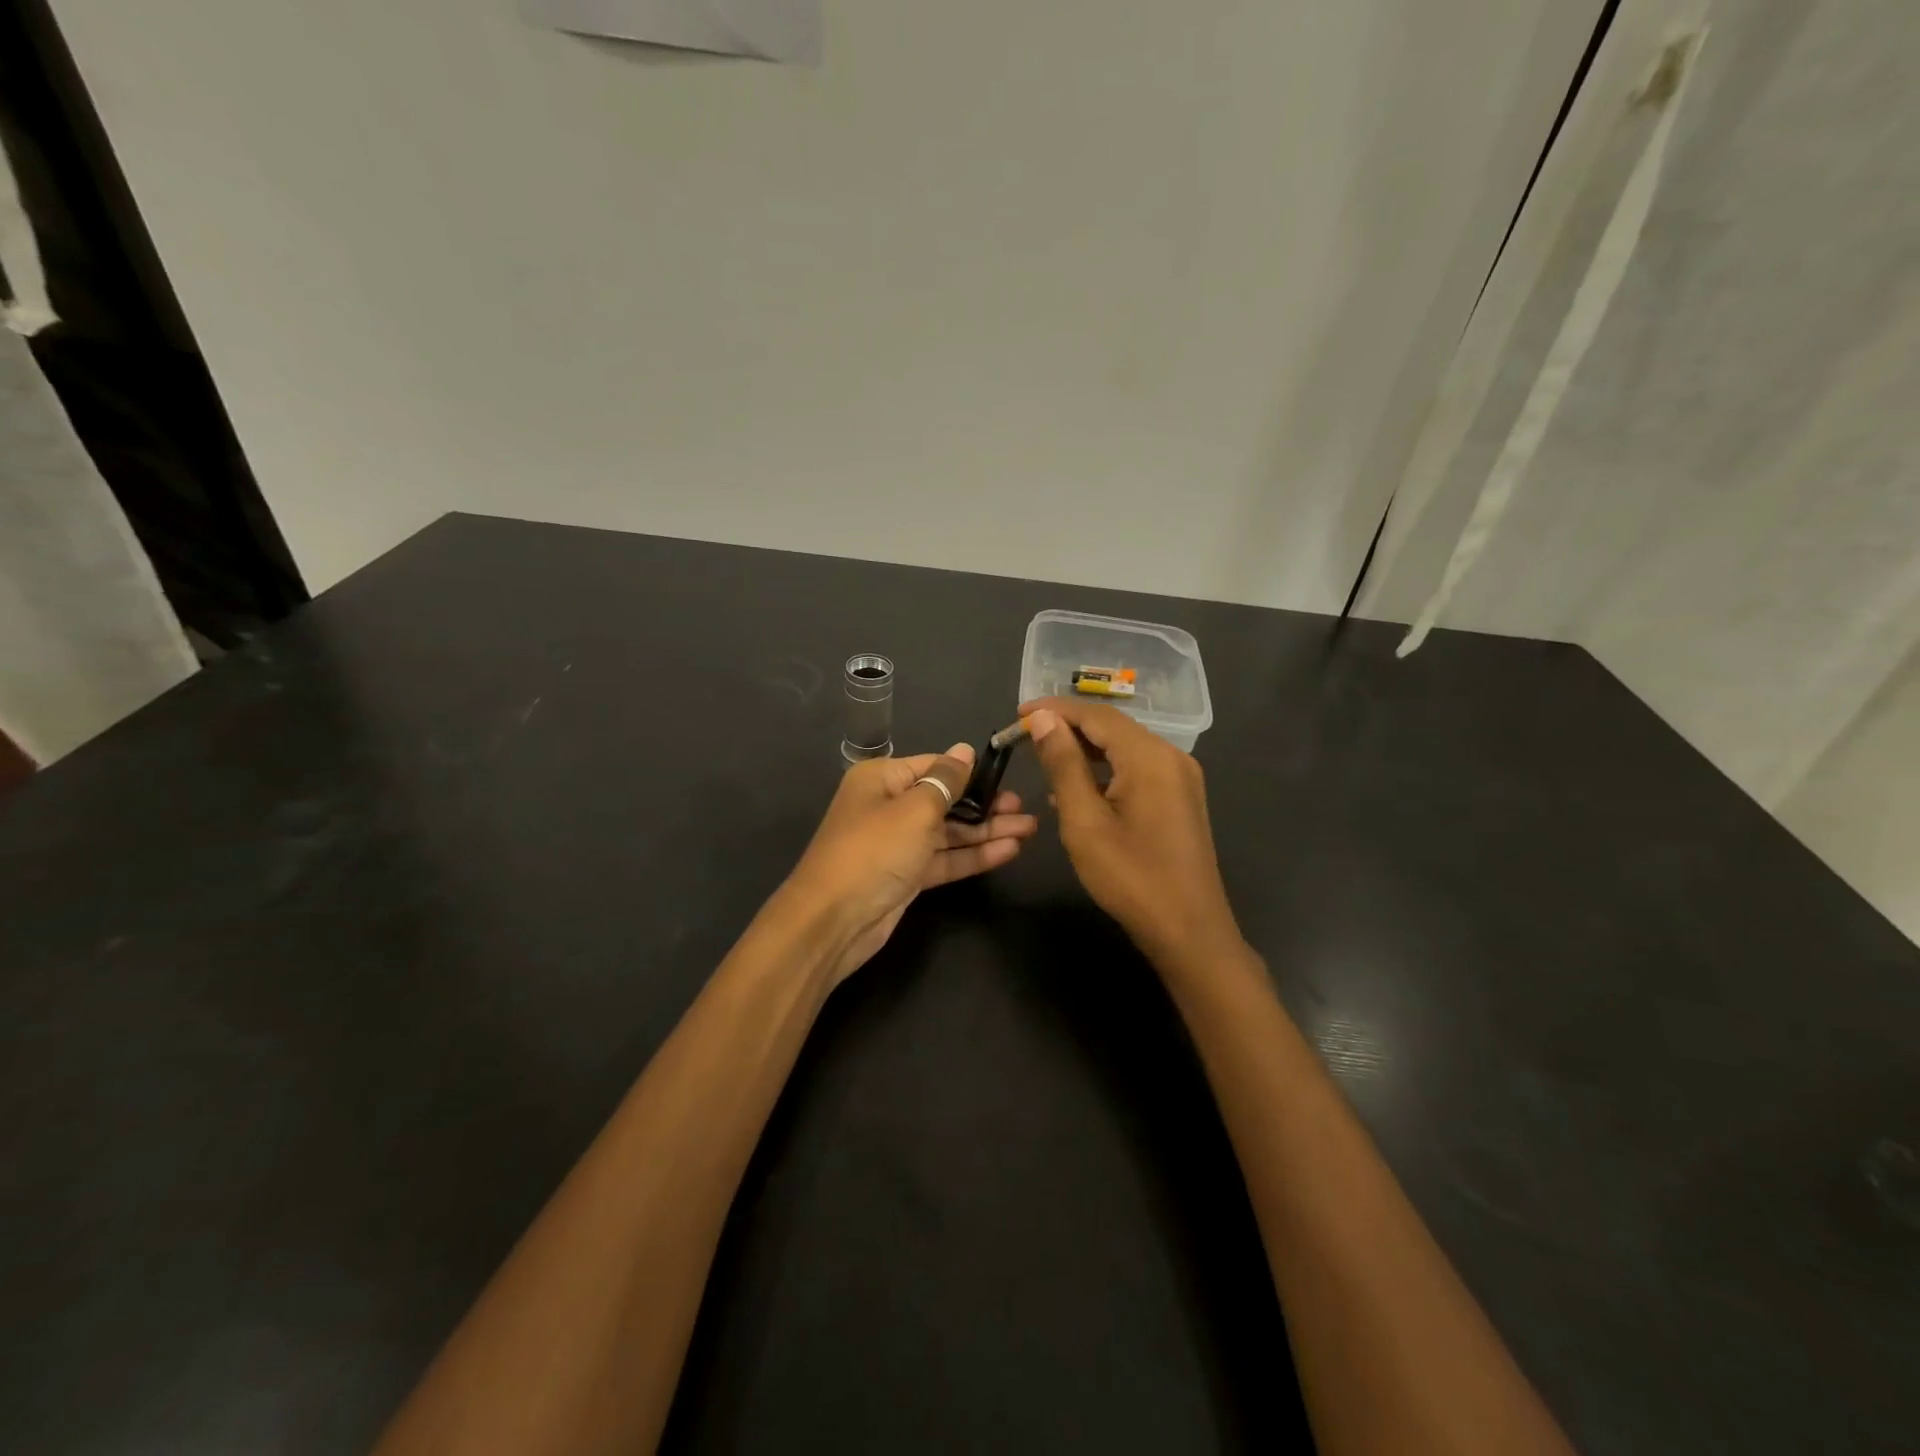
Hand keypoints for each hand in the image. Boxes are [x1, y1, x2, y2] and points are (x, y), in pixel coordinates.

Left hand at [782, 744, 1037, 985]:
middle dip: (985, 804)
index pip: (934, 766)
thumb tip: (965, 750)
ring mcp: (898, 843)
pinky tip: (1009, 850)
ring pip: (949, 832)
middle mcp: (889, 806)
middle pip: (945, 800)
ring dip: (986, 831)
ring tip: (1029, 828)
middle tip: (1024, 807)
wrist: (833, 920)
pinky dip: (974, 855)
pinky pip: (945, 858)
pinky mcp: (907, 876)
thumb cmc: (874, 850)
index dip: (970, 771)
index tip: (1008, 775)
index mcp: (882, 779)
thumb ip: (947, 780)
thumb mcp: (915, 809)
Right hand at [1021, 697, 1243, 968]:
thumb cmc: (1130, 877)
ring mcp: (1180, 777)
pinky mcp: (1180, 797)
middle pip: (1113, 727)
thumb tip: (1043, 720)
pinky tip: (1078, 787)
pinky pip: (1137, 768)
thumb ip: (1063, 764)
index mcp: (1149, 756)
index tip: (1017, 715)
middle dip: (1068, 726)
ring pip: (1125, 747)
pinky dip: (1105, 769)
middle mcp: (1170, 756)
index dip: (1054, 710)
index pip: (1095, 715)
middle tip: (1025, 735)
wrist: (1188, 930)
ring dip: (1085, 747)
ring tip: (1044, 757)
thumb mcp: (1084, 820)